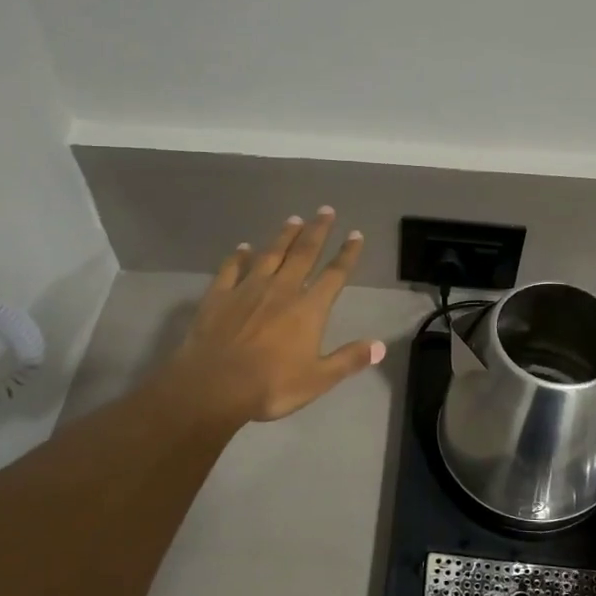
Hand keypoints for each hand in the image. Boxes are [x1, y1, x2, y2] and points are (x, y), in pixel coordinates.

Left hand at [168, 209, 386, 424]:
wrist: (214, 385)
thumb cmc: (272, 385)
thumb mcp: (318, 379)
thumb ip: (349, 359)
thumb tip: (380, 346)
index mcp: (309, 309)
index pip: (334, 275)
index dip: (347, 254)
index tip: (355, 234)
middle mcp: (281, 290)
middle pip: (303, 254)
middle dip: (317, 231)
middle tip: (325, 210)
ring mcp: (248, 289)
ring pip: (270, 255)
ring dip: (283, 237)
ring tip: (293, 220)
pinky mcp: (219, 296)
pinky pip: (231, 269)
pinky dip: (238, 257)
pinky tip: (242, 248)